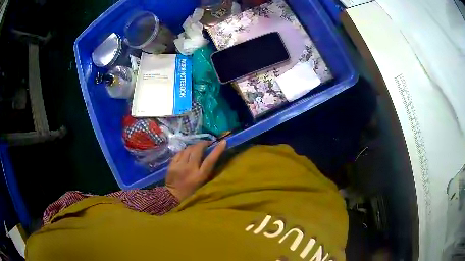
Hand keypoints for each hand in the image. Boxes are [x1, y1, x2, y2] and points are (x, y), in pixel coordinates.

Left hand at [166, 140, 226, 201]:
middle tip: (206, 143)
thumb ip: (206, 169)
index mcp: (200, 176)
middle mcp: (190, 169)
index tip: (223, 142)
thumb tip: (211, 154)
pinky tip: (186, 153)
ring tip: (196, 148)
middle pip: (197, 150)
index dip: (217, 150)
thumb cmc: (191, 190)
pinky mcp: (172, 164)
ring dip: (194, 146)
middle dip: (203, 143)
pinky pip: (180, 152)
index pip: (210, 160)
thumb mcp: (202, 182)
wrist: (173, 195)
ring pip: (188, 149)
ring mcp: (180, 166)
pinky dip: (185, 150)